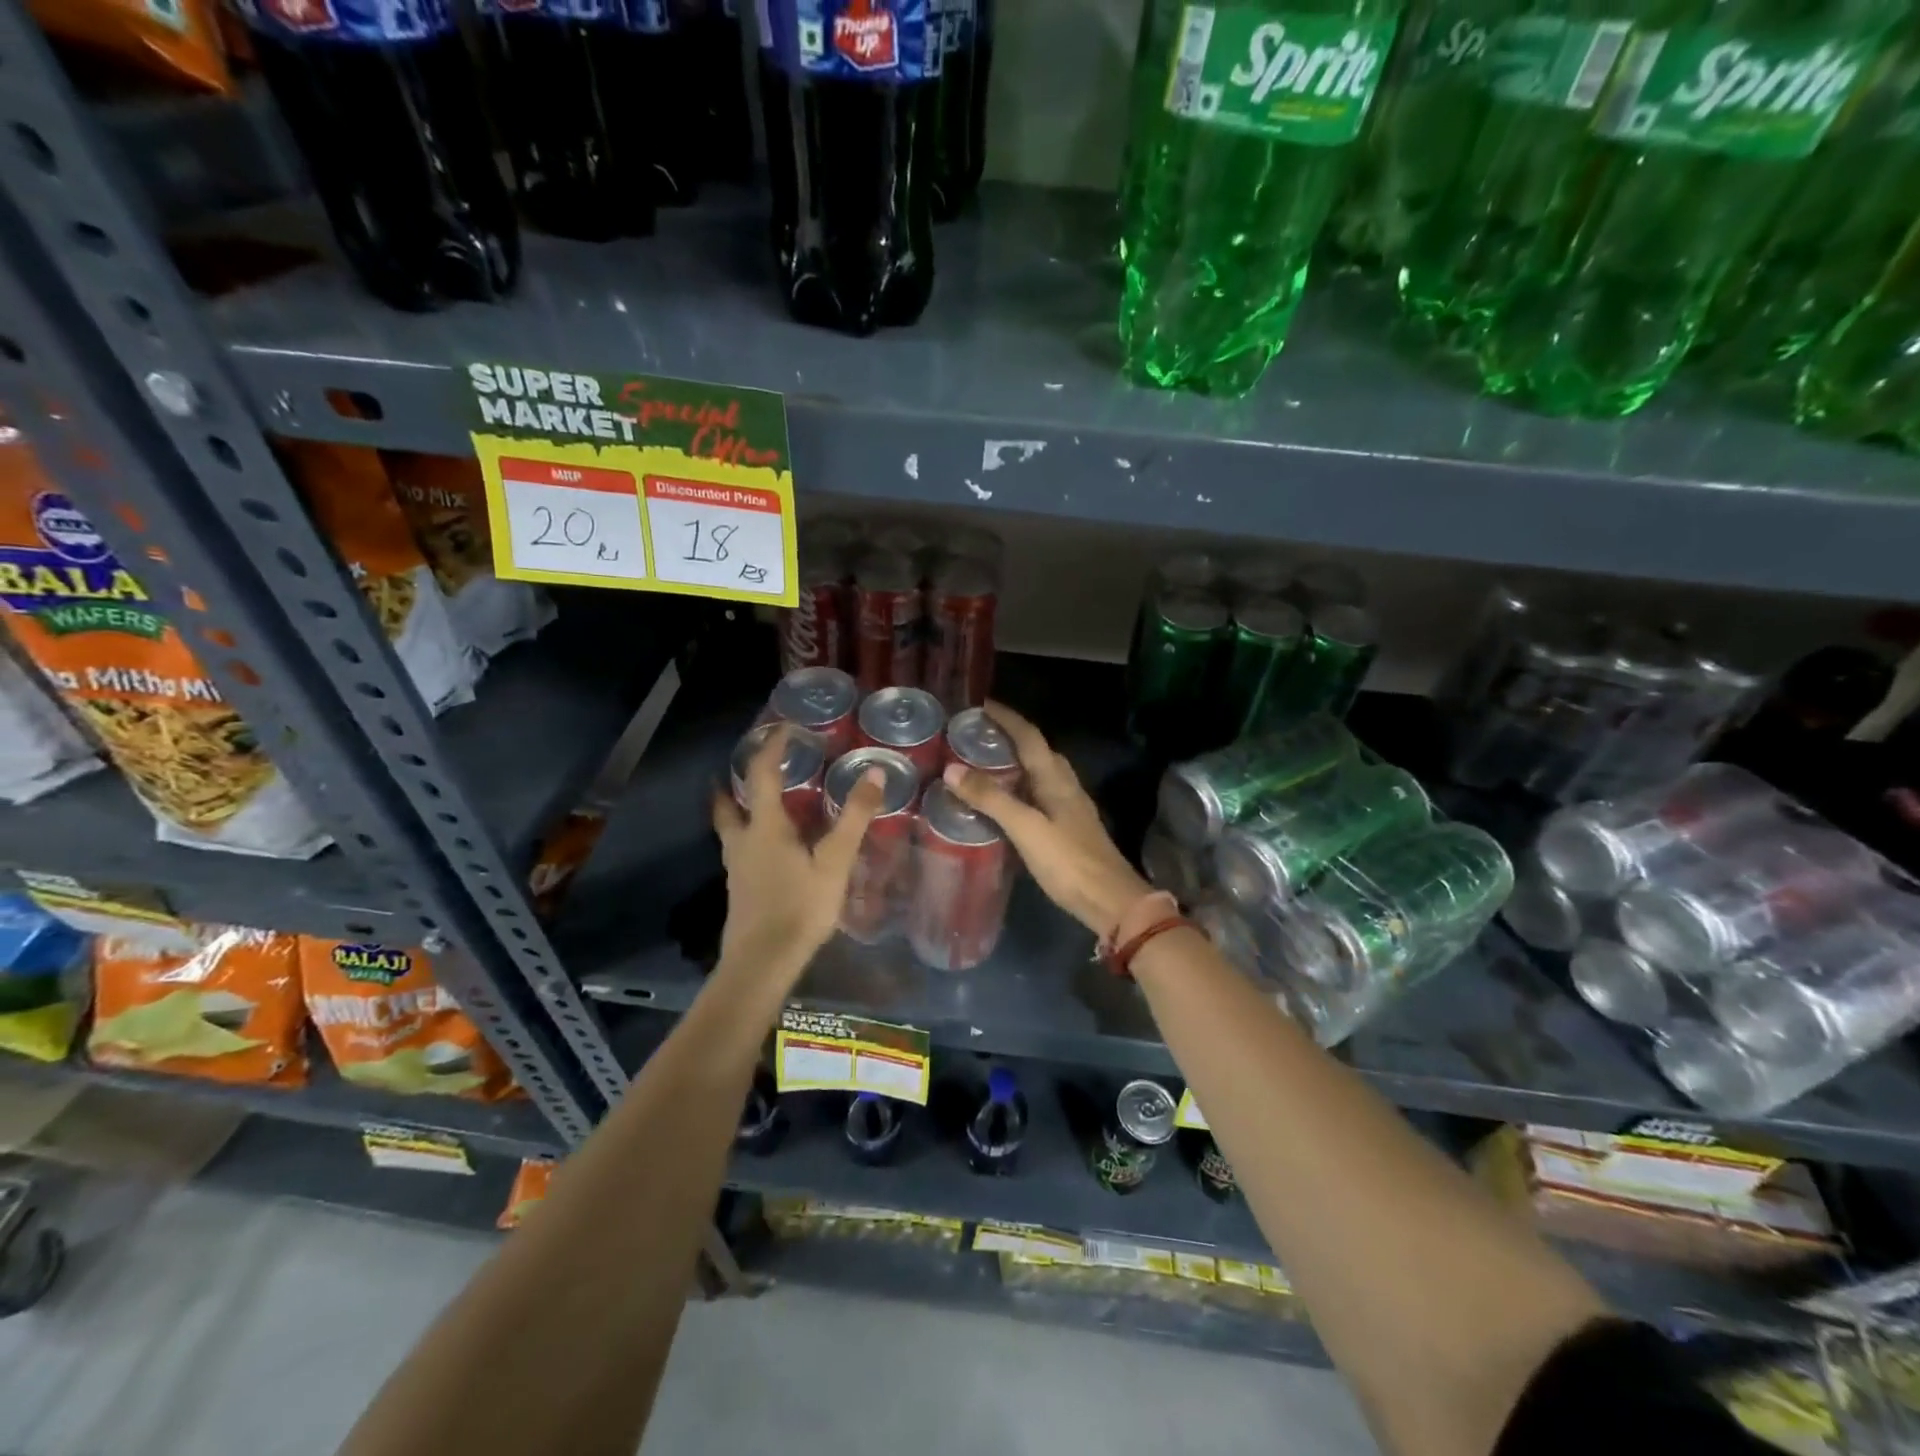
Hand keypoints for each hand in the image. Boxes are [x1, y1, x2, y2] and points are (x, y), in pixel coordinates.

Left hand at [712, 725, 883, 977]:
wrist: (762, 962)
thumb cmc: (799, 907)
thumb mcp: (834, 861)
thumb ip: (854, 817)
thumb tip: (873, 771)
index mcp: (764, 827)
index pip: (762, 774)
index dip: (772, 747)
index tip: (784, 728)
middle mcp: (742, 841)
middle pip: (728, 803)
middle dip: (734, 781)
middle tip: (749, 765)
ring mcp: (736, 868)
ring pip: (729, 828)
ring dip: (736, 808)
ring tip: (753, 801)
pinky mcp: (739, 890)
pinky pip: (738, 850)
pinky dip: (747, 835)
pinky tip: (766, 849)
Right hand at [942, 702, 1150, 936]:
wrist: (1111, 902)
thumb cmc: (1069, 862)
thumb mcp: (1026, 829)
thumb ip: (991, 799)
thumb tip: (952, 769)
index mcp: (1056, 779)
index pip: (1029, 736)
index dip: (1007, 718)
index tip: (980, 704)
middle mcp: (1065, 786)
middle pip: (1037, 750)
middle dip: (1009, 737)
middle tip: (975, 736)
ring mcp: (1070, 807)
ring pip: (1039, 773)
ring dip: (1014, 763)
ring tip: (983, 764)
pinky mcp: (1068, 828)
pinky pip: (1039, 795)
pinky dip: (1019, 788)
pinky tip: (1004, 802)